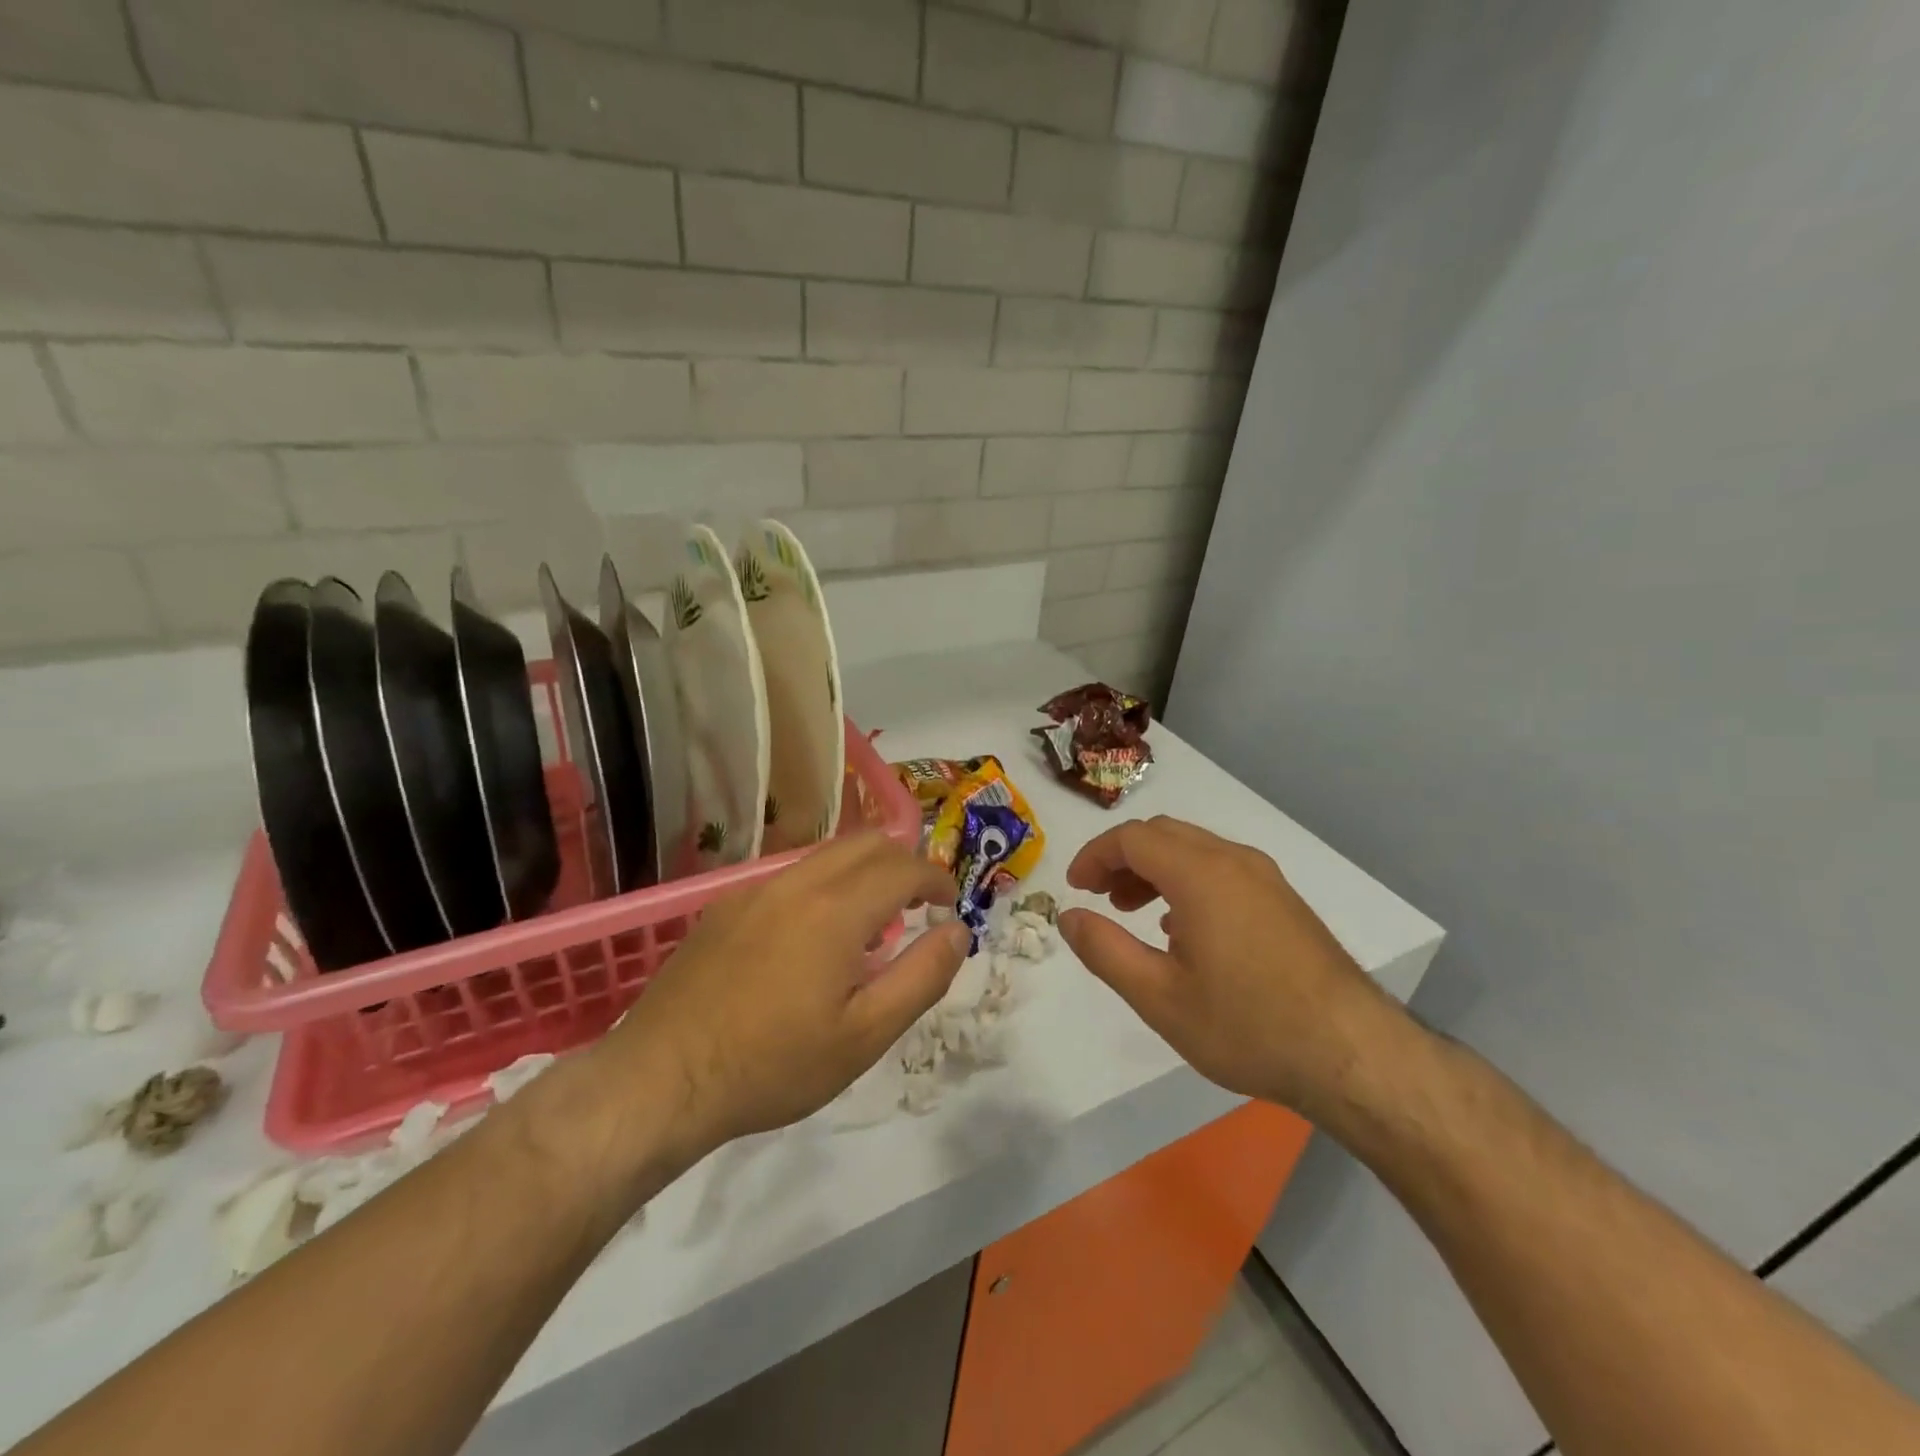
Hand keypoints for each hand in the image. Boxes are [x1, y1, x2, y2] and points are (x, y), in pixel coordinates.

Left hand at [599, 833, 968, 1161]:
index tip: (950, 904)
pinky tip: (813, 938)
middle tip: (918, 905)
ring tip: (871, 923)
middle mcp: (796, 883)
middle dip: (903, 863)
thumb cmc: (772, 1065)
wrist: (660, 1080)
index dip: (937, 878)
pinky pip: (790, 876)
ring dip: (863, 872)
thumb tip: (957, 932)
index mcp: (835, 910)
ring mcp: (754, 890)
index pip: (903, 866)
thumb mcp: (864, 1036)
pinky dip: (824, 886)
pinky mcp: (724, 906)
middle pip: (866, 842)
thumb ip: (921, 977)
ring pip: (826, 855)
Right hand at [1058, 816, 1405, 1118]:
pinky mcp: (1284, 900)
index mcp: (1200, 874)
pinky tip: (1183, 928)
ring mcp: (1265, 878)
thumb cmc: (1247, 1026)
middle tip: (1099, 898)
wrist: (1353, 1054)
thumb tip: (1068, 916)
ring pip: (1194, 849)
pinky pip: (1221, 869)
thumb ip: (1105, 950)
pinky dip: (1186, 881)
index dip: (1094, 856)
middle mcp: (1233, 861)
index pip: (1132, 838)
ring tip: (1133, 912)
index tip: (1075, 888)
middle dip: (1122, 858)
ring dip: (1154, 869)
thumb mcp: (1159, 997)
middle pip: (1163, 834)